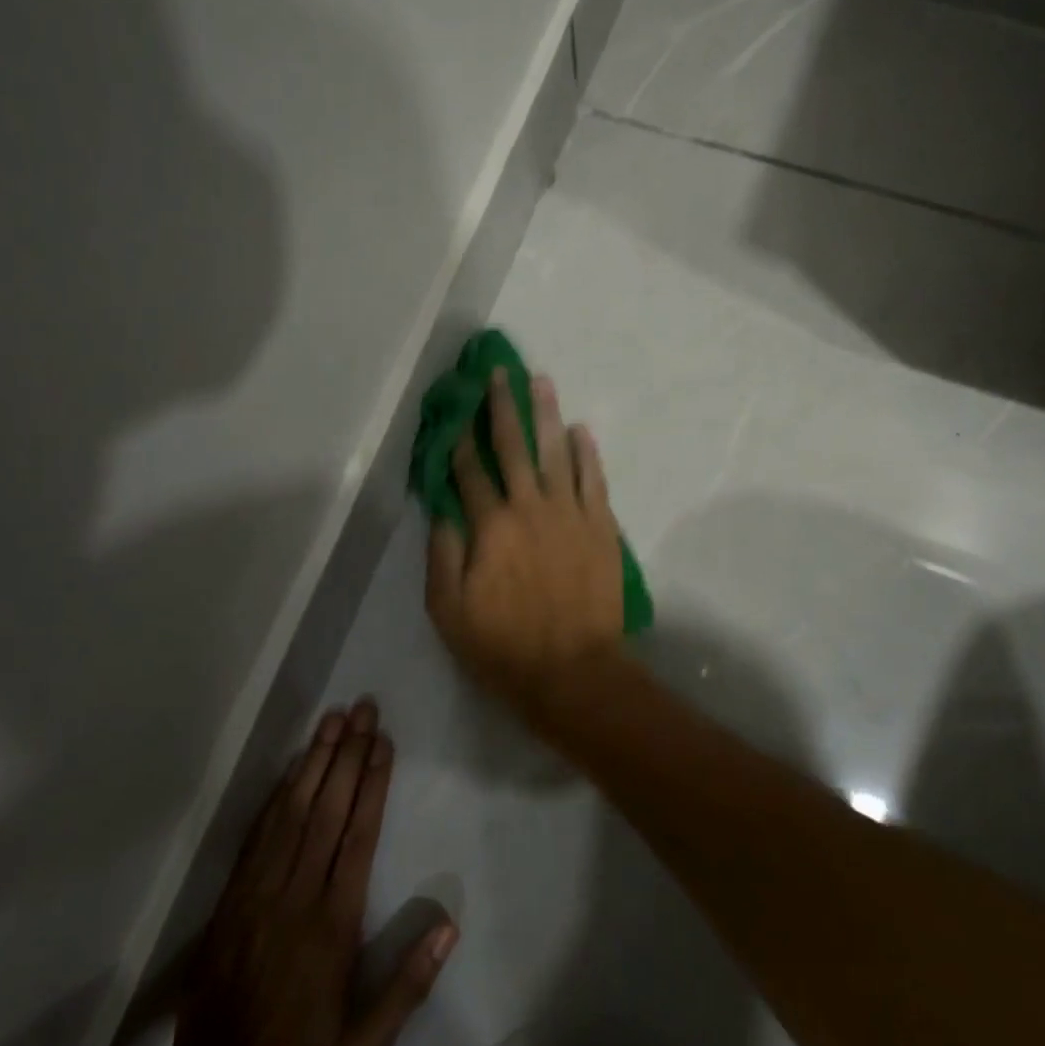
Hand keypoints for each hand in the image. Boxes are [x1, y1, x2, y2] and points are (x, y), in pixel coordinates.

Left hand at [132, 701, 456, 1045]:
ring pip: (293, 811)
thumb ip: (407, 988)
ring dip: (316, 760)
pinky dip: (279, 793)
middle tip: (363, 709)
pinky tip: (295, 764)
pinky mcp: (235, 894)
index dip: (372, 784)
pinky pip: (260, 832)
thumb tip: (449, 927)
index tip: (383, 742)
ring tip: (334, 719)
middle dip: (348, 754)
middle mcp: (298, 894)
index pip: (358, 837)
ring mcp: (261, 890)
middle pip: (327, 810)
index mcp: (333, 925)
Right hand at [426, 371, 625, 721]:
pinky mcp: (602, 527)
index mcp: (491, 526)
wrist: (574, 671)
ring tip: (541, 381)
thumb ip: (443, 554)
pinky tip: (582, 430)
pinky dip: (588, 452)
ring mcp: (570, 514)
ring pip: (556, 452)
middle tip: (500, 374)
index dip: (460, 442)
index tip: (456, 415)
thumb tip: (443, 510)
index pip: (470, 473)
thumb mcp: (449, 610)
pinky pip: (594, 479)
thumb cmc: (504, 646)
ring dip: (547, 415)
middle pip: (513, 447)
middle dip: (503, 408)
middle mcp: (530, 507)